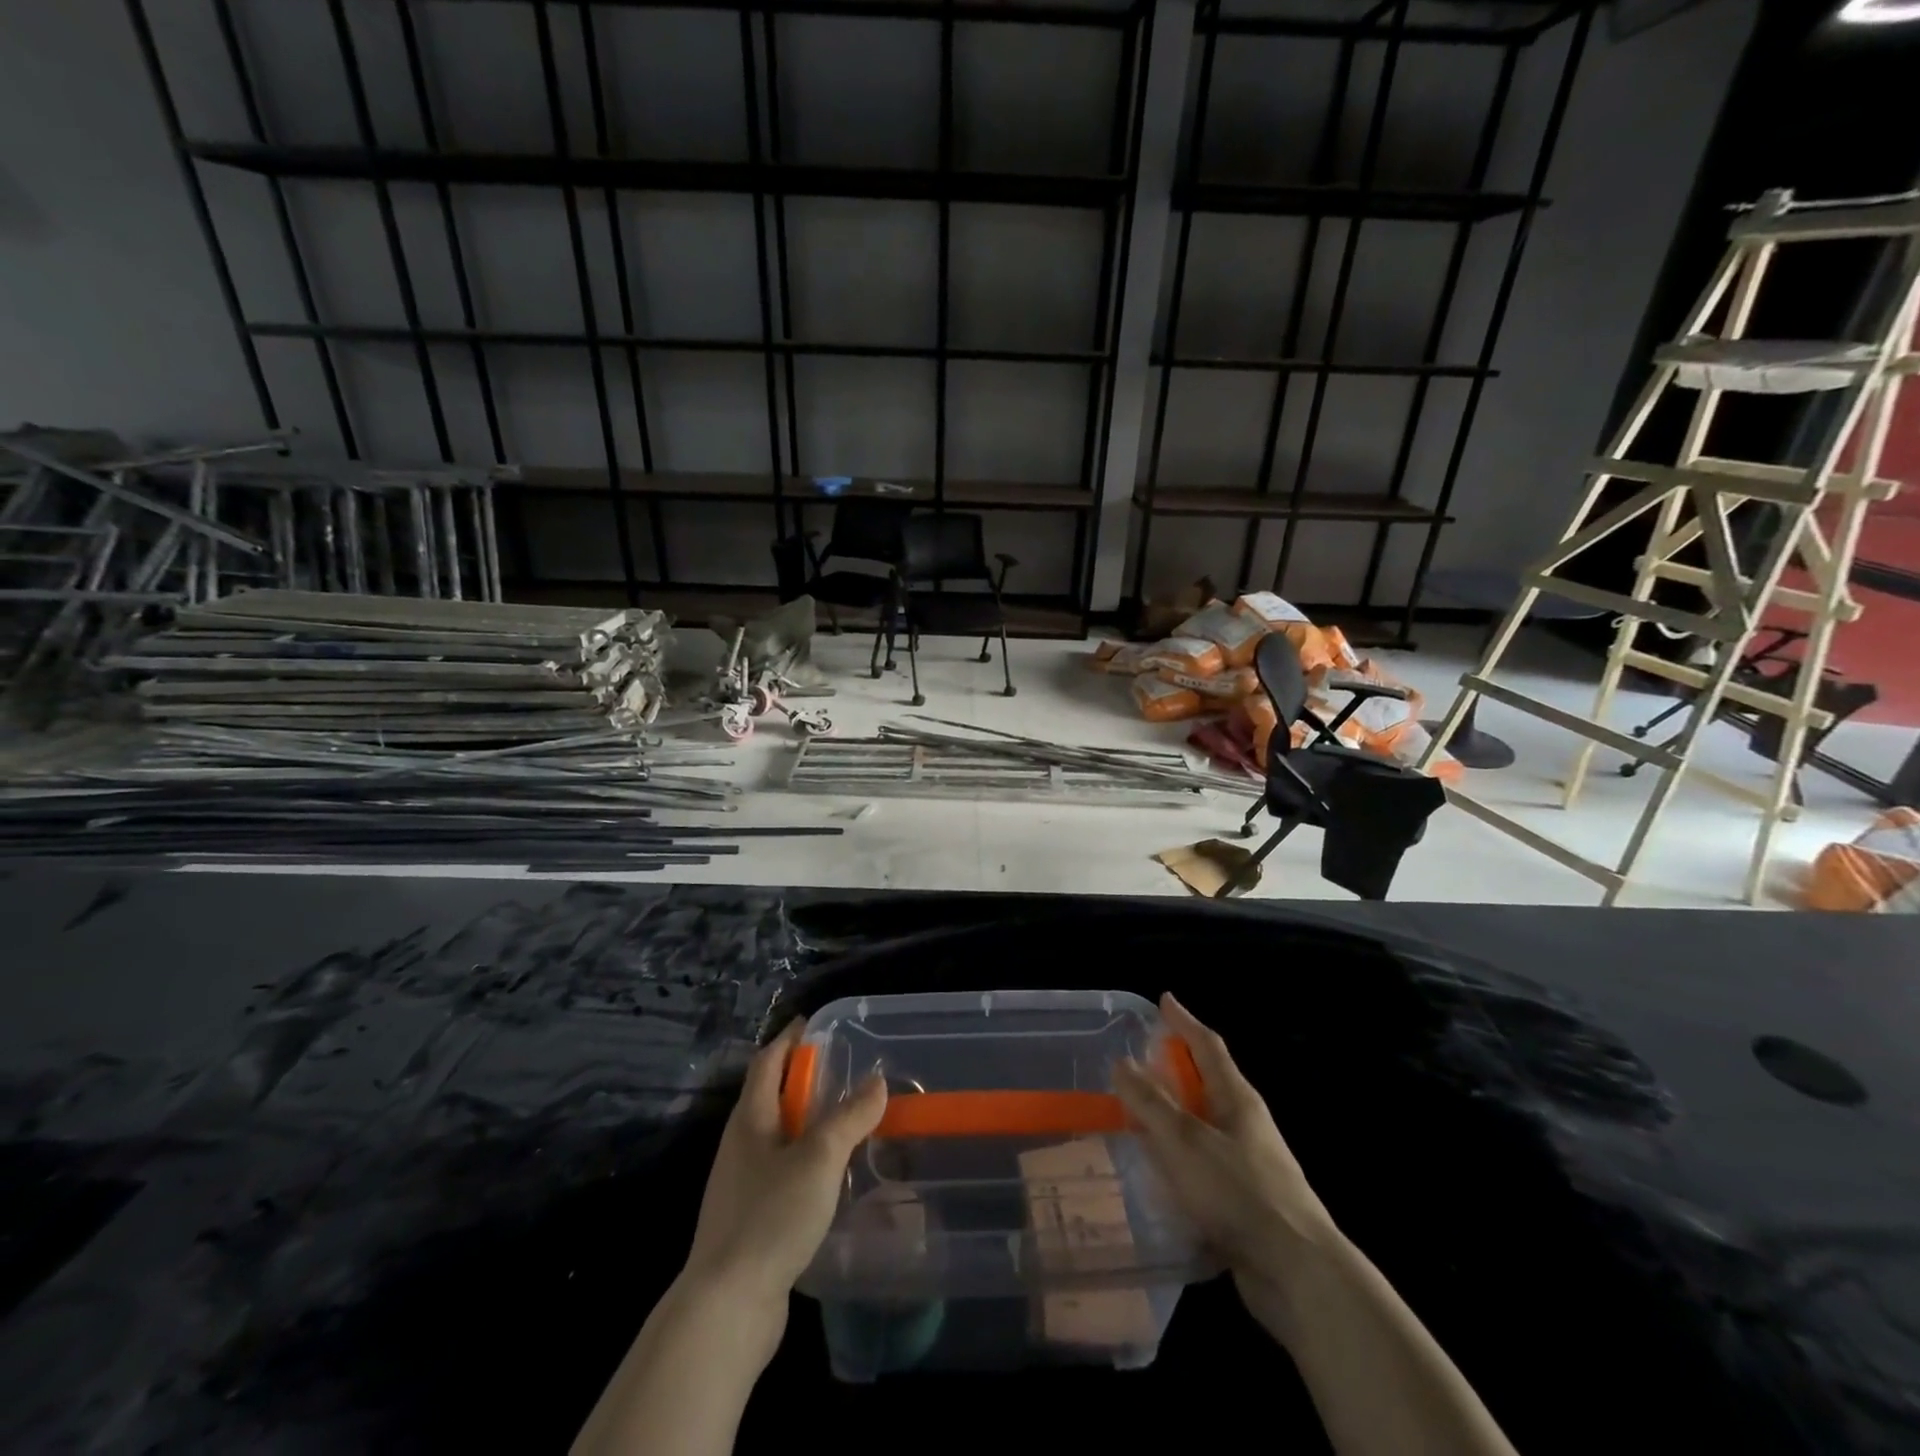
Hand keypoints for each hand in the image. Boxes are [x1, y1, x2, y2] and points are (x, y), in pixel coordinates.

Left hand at [681, 1020, 887, 1323]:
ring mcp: (743, 1185)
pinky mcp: (750, 1220)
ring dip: (808, 1123)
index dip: (790, 1039)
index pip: (768, 1061)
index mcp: (750, 1119)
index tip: (814, 1024)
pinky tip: (832, 1178)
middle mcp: (741, 1145)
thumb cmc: (771, 1216)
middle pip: (771, 1097)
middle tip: (844, 1072)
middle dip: (803, 1080)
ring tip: (846, 1122)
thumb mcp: (819, 1157)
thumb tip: (876, 1080)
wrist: (726, 1307)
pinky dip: (807, 1162)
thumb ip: (849, 1116)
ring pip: (779, 1138)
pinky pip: (783, 1173)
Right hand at [1114, 993, 1339, 1341]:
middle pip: (1207, 1084)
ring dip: (1173, 1120)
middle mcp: (1245, 1124)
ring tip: (1137, 1119)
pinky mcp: (1245, 1202)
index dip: (1184, 1021)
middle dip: (1175, 1071)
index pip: (1208, 1045)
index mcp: (1237, 1098)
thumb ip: (1150, 1102)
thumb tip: (1122, 1062)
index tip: (1164, 1000)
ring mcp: (1249, 1165)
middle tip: (1139, 1062)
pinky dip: (1179, 1161)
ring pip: (1203, 1128)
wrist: (1298, 1273)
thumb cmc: (1238, 1192)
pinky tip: (1157, 1176)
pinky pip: (1204, 1167)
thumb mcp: (1184, 1141)